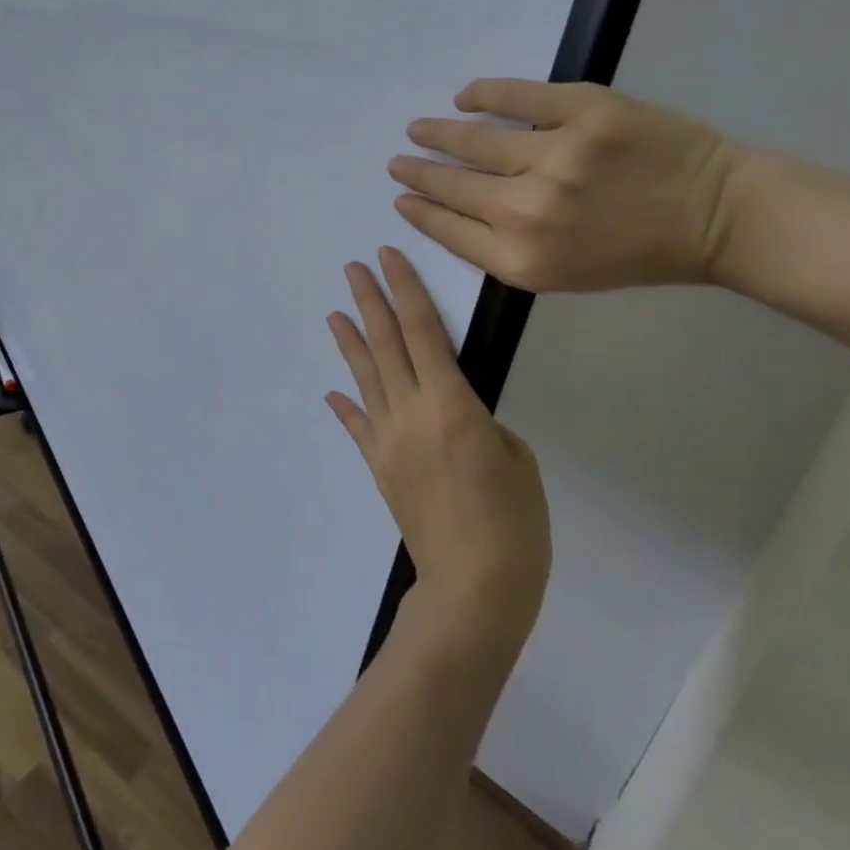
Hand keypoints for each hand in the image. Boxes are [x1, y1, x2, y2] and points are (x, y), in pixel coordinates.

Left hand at [326, 247, 550, 649]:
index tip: (389, 258)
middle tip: (354, 268)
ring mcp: (389, 441)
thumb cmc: (513, 524)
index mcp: (451, 404)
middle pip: (386, 344)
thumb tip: (455, 414)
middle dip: (370, 301)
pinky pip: (359, 428)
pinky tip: (334, 391)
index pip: (423, 330)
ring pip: (365, 378)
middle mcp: (411, 413)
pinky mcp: (380, 468)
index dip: (405, 289)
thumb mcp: (516, 459)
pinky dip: (347, 406)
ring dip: (350, 342)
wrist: (473, 591)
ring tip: (334, 313)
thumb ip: (481, 423)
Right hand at [389, 79, 742, 293]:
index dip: (418, 211)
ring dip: (437, 133)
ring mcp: (558, 155)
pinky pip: (516, 96)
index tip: (400, 199)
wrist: (716, 216)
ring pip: (475, 139)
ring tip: (418, 129)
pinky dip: (483, 94)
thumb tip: (454, 211)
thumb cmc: (637, 254)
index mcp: (522, 259)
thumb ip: (505, 249)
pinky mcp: (585, 110)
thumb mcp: (562, 274)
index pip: (448, 229)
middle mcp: (529, 211)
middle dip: (417, 173)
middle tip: (398, 162)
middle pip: (452, 185)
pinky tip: (464, 96)